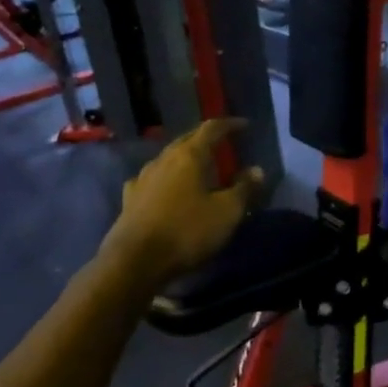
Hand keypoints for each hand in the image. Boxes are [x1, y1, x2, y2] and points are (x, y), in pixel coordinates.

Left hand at [106, 119, 265, 285]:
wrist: (135, 261)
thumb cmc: (187, 232)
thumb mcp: (226, 212)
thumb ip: (244, 189)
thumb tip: (257, 170)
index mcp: (189, 156)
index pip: (211, 129)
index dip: (229, 125)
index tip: (244, 125)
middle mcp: (163, 159)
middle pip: (187, 140)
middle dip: (205, 139)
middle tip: (222, 144)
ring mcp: (143, 178)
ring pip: (168, 159)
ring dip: (185, 159)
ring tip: (197, 167)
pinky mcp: (130, 198)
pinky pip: (152, 179)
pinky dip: (165, 179)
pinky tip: (166, 188)